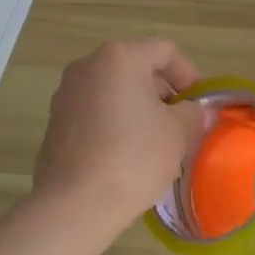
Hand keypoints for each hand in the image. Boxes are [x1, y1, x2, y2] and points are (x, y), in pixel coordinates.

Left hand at [33, 39, 208, 227]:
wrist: (76, 203)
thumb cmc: (134, 158)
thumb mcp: (178, 134)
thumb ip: (193, 114)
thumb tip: (196, 111)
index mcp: (118, 58)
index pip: (164, 51)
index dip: (189, 74)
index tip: (199, 104)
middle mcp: (86, 68)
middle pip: (135, 69)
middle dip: (163, 94)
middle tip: (182, 125)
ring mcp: (65, 96)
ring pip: (113, 94)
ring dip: (139, 111)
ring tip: (157, 144)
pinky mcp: (55, 125)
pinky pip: (94, 115)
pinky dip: (115, 126)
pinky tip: (128, 157)